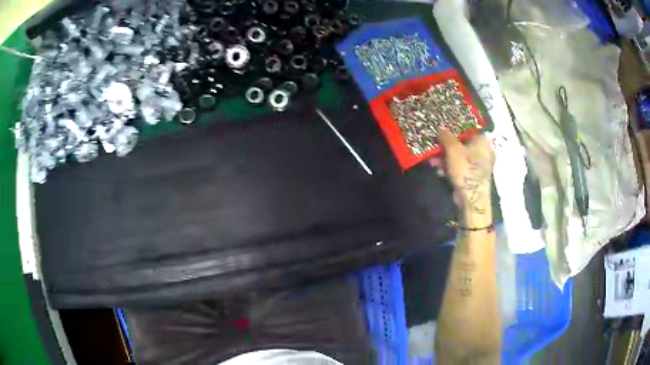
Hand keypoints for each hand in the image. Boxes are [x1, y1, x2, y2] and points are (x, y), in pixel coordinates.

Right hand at [429, 130, 493, 213]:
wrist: (472, 198)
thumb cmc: (465, 169)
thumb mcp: (453, 149)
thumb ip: (446, 136)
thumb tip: (440, 128)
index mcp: (482, 141)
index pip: (468, 128)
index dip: (453, 128)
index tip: (441, 130)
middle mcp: (484, 151)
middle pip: (462, 143)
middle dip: (446, 147)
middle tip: (434, 148)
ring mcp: (479, 165)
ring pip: (459, 156)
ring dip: (445, 158)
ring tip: (432, 162)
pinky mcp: (473, 176)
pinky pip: (460, 167)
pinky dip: (450, 168)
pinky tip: (439, 172)